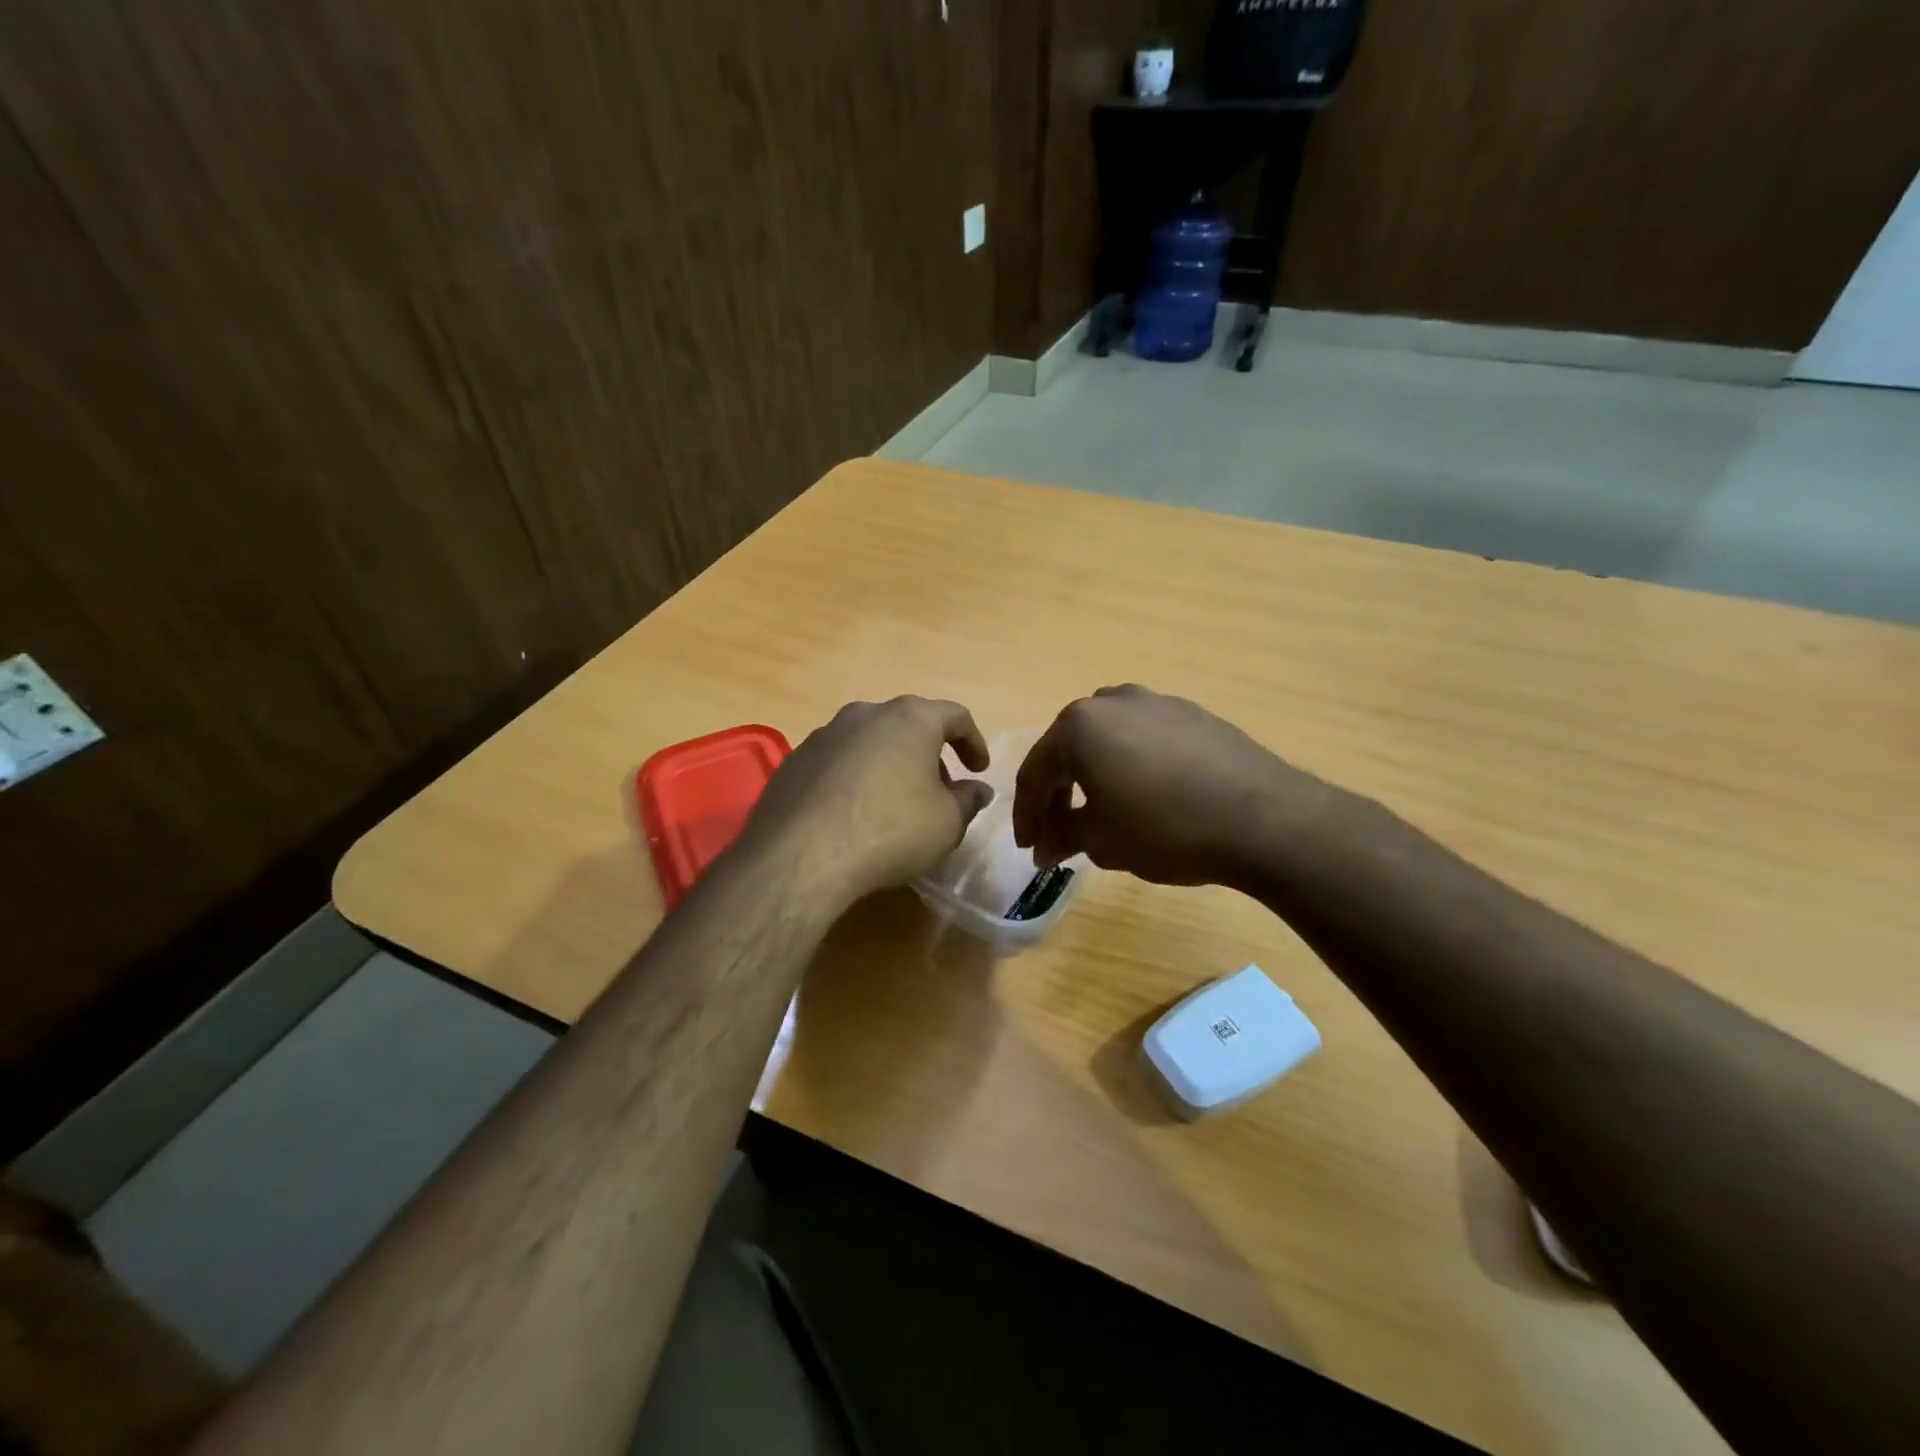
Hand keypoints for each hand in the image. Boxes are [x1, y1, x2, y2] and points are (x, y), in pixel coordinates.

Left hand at [743, 696, 992, 904]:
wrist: (803, 856)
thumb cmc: (891, 830)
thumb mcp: (946, 822)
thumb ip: (968, 801)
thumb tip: (978, 789)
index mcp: (909, 719)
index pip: (954, 716)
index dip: (973, 742)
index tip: (979, 770)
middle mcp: (865, 714)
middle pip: (907, 725)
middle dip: (928, 755)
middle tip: (939, 792)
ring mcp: (823, 735)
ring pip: (869, 742)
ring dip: (889, 765)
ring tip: (894, 805)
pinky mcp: (794, 762)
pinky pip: (837, 763)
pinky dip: (854, 780)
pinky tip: (853, 815)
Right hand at [1012, 684, 1334, 886]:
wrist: (1263, 818)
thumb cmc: (1165, 828)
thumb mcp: (1102, 841)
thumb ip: (1063, 837)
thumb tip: (1045, 846)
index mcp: (1077, 727)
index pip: (1035, 773)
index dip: (1027, 815)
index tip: (1028, 849)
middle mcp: (1110, 702)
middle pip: (1068, 750)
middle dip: (1058, 795)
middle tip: (1058, 834)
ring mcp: (1155, 702)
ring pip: (1106, 740)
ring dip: (1093, 775)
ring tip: (1099, 811)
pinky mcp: (1191, 713)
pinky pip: (1143, 738)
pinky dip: (1130, 765)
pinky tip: (1144, 794)